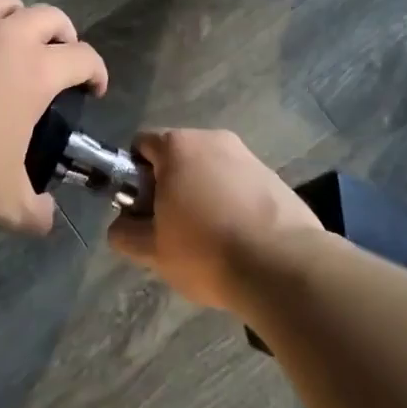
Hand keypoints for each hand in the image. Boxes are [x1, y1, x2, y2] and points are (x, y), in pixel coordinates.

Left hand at [0, 0, 107, 232]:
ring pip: (0, 2)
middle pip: (48, 15)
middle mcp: (3, 39)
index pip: (83, 57)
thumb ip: (34, 211)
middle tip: (58, 55)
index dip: (96, 71)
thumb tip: (45, 219)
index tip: (93, 88)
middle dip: (63, 32)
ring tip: (11, 39)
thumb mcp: (5, 201)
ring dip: (15, 16)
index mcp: (35, 71)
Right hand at [107, 129, 320, 309]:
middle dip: (170, 186)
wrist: (283, 268)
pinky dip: (233, 203)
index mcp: (178, 146)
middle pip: (178, 156)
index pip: (141, 145)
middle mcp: (214, 139)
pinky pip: (240, 184)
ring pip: (211, 171)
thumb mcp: (151, 251)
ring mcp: (249, 156)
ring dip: (203, 194)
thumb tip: (123, 224)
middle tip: (173, 229)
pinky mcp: (275, 177)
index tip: (143, 210)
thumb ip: (124, 232)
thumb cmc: (207, 251)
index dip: (134, 176)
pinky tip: (240, 239)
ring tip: (210, 239)